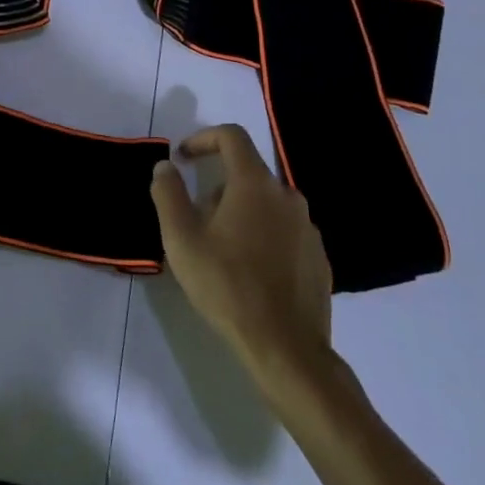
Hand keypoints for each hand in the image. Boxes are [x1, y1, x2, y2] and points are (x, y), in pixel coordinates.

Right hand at [152, 125, 333, 380]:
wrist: (285, 348)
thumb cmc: (227, 285)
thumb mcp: (181, 238)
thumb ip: (168, 193)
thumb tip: (166, 166)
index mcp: (255, 184)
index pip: (232, 136)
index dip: (203, 138)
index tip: (183, 158)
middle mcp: (287, 196)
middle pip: (248, 172)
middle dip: (218, 187)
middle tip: (196, 219)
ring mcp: (308, 227)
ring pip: (267, 203)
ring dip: (241, 212)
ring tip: (221, 249)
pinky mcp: (318, 256)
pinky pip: (285, 230)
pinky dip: (263, 236)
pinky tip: (250, 271)